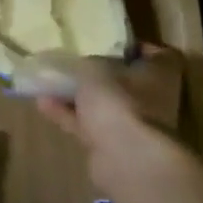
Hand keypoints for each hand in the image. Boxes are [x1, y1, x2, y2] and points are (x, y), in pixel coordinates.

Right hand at [35, 47, 189, 192]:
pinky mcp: (113, 145)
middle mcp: (153, 98)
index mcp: (160, 74)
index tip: (108, 43)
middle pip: (125, 81)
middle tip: (72, 63)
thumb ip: (86, 63)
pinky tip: (42, 104)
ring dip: (77, 96)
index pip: (157, 55)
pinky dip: (68, 115)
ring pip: (103, 105)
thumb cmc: (119, 100)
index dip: (133, 48)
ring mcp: (133, 124)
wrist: (126, 158)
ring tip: (48, 82)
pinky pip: (88, 124)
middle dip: (98, 74)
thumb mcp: (95, 69)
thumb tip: (82, 65)